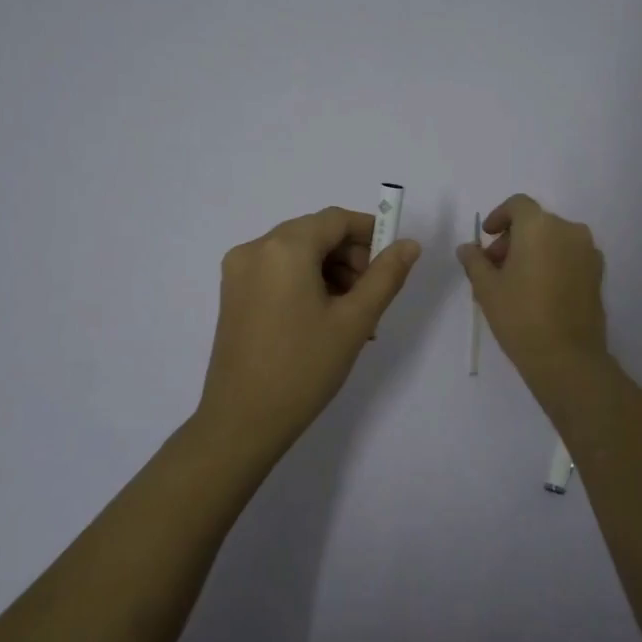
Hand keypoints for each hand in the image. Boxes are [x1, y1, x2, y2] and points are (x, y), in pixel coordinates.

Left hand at [196, 206, 420, 452]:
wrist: (243, 421)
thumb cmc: (304, 367)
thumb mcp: (354, 320)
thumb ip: (386, 275)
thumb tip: (408, 244)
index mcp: (284, 247)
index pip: (335, 220)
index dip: (370, 232)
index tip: (393, 260)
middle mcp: (255, 248)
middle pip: (315, 234)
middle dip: (350, 258)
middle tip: (373, 296)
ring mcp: (238, 272)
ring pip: (297, 255)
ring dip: (330, 273)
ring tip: (353, 317)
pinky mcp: (233, 295)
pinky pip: (278, 273)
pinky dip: (305, 284)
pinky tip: (324, 320)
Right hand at [457, 193, 608, 381]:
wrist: (566, 357)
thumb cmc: (520, 316)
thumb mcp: (487, 288)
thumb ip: (475, 261)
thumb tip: (467, 248)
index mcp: (539, 226)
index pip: (518, 205)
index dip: (499, 216)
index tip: (487, 238)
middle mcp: (569, 230)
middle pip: (536, 222)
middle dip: (513, 239)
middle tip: (495, 267)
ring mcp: (588, 252)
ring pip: (554, 239)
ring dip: (533, 250)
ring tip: (516, 282)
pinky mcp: (598, 273)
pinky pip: (569, 256)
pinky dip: (552, 262)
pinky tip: (539, 291)